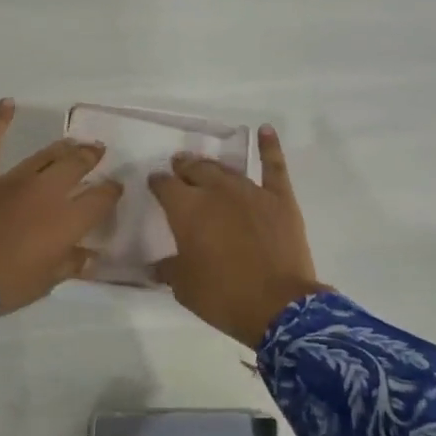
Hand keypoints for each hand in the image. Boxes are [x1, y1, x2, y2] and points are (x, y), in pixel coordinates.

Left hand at [0, 99, 123, 314]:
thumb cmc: (4, 285)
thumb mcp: (44, 283)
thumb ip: (70, 266)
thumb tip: (90, 257)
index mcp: (66, 221)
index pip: (99, 199)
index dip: (111, 192)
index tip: (116, 188)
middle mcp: (46, 192)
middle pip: (76, 167)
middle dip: (90, 158)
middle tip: (98, 152)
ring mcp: (11, 179)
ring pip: (44, 155)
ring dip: (63, 147)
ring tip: (74, 142)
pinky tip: (8, 102)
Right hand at [149, 125, 327, 346]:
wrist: (277, 306)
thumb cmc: (223, 297)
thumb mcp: (185, 287)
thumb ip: (169, 270)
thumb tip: (155, 266)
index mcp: (187, 210)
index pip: (165, 186)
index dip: (158, 183)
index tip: (155, 183)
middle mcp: (216, 192)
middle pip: (195, 170)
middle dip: (183, 168)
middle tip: (179, 167)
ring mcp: (251, 191)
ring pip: (226, 169)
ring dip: (212, 165)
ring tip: (204, 163)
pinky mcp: (280, 198)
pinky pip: (273, 166)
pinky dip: (269, 146)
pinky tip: (265, 130)